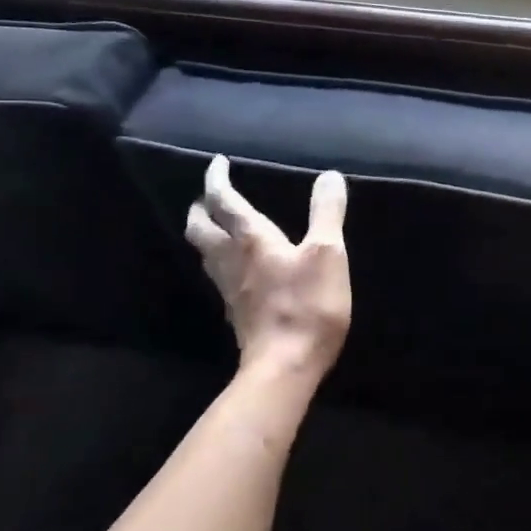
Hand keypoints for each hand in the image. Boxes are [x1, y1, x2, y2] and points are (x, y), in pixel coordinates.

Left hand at [186, 155, 350, 384]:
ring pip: (205, 253)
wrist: (284, 367)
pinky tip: (237, 267)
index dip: (217, 179)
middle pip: (200, 228)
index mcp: (251, 240)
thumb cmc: (307, 306)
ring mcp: (229, 289)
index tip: (218, 163)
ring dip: (207, 233)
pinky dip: (221, 259)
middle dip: (202, 207)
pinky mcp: (235, 312)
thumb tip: (329, 176)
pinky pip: (218, 275)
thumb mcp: (328, 254)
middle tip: (211, 196)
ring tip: (220, 225)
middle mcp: (231, 260)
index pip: (223, 201)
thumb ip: (327, 213)